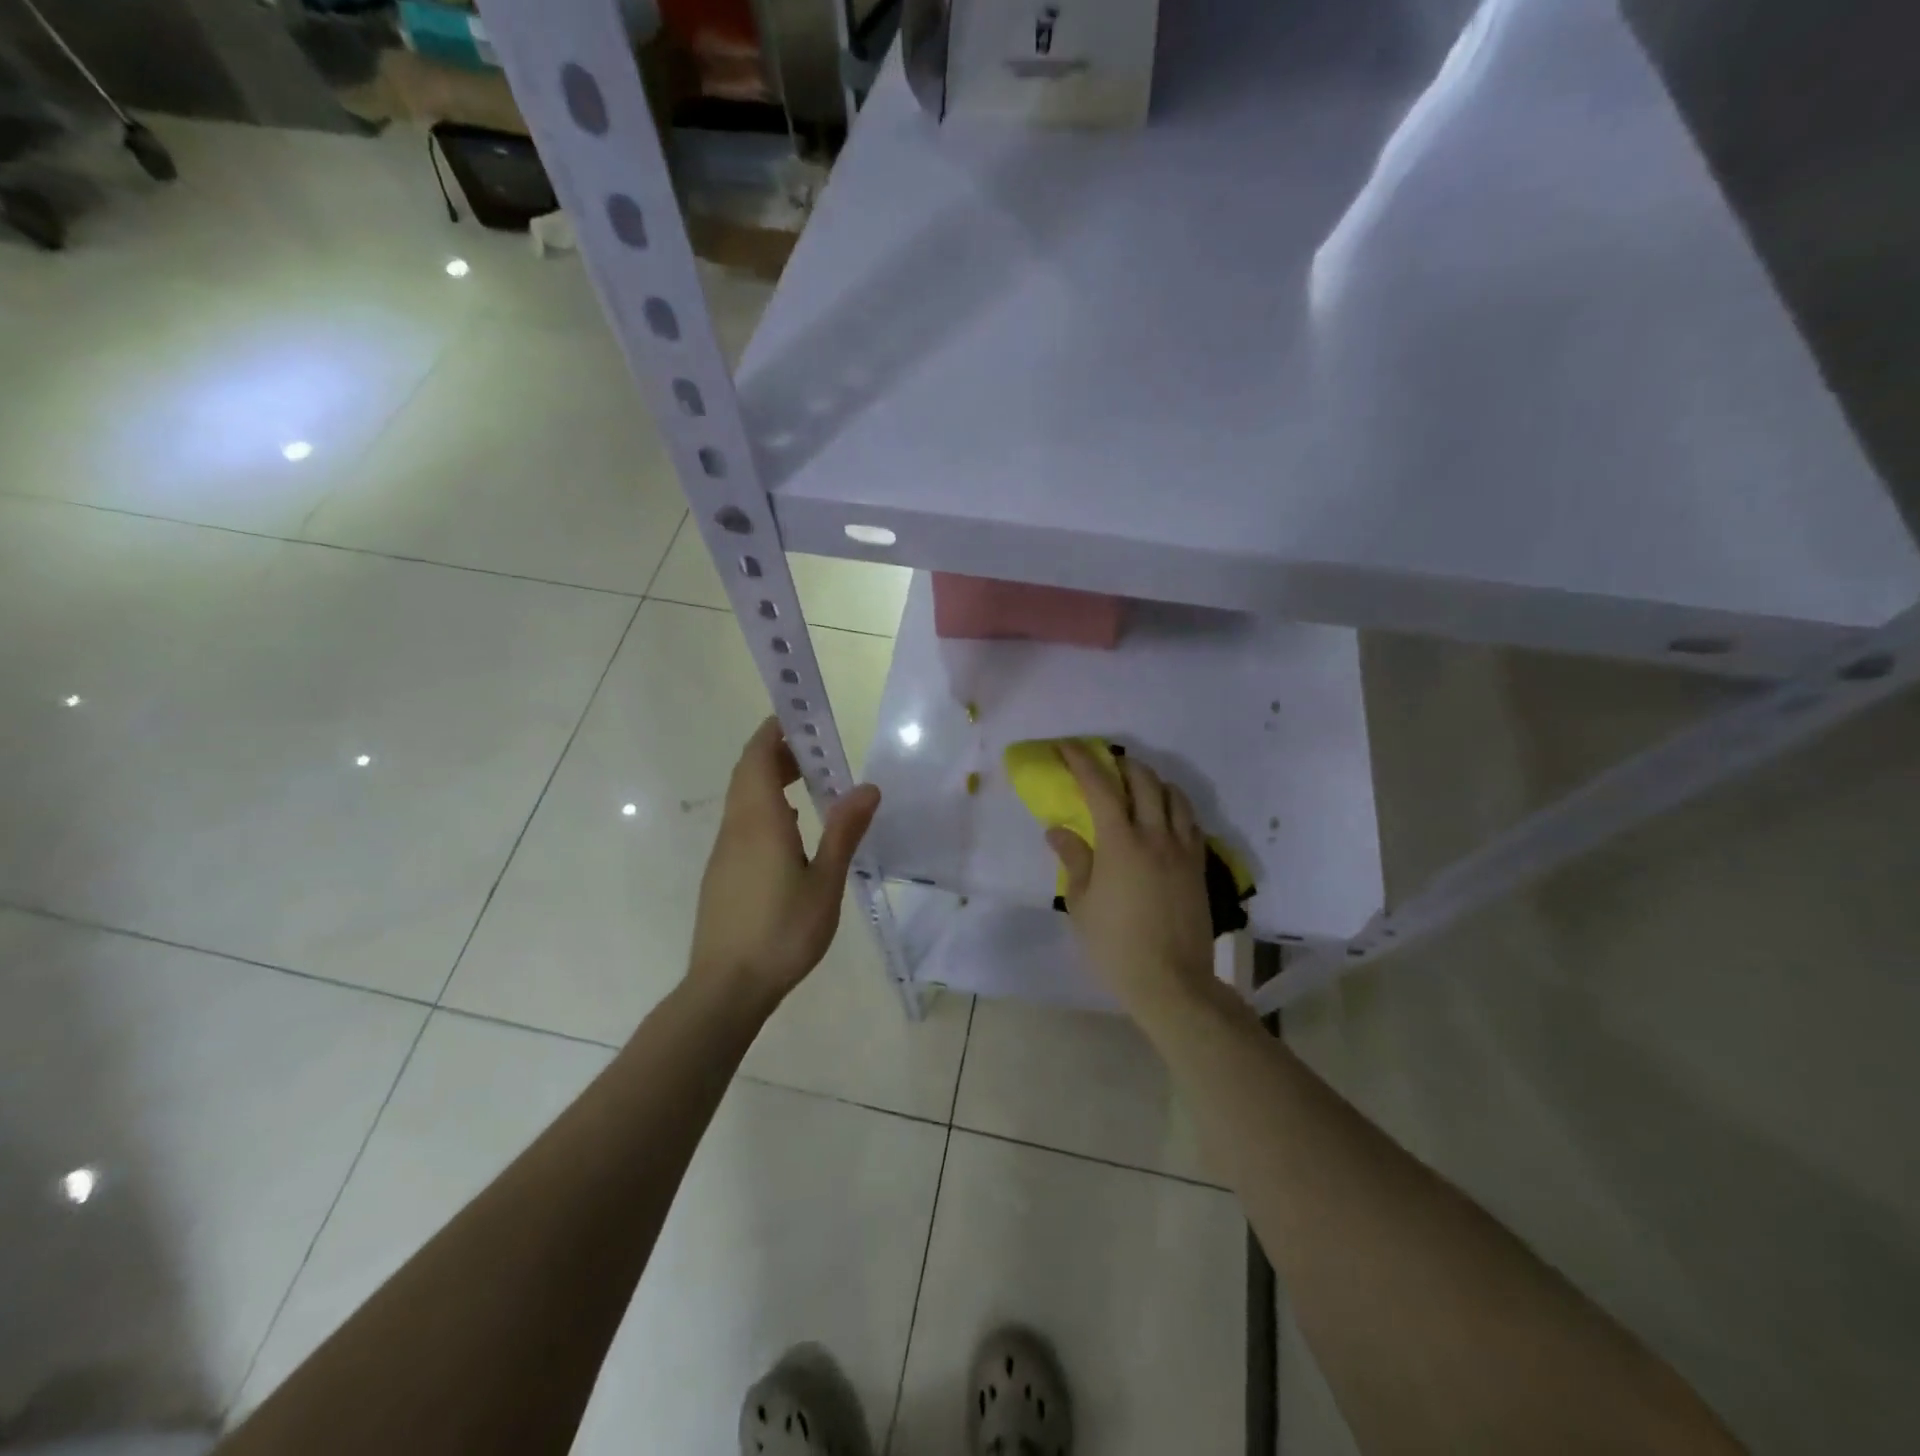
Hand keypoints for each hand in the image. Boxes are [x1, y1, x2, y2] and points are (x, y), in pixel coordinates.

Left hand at [689, 718, 881, 1007]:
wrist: (727, 987)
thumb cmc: (781, 933)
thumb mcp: (825, 883)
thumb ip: (844, 832)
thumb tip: (867, 787)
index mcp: (759, 822)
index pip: (757, 758)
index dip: (773, 731)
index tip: (799, 716)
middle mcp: (736, 828)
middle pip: (748, 774)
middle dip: (776, 752)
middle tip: (815, 750)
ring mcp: (724, 852)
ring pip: (742, 799)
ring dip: (769, 779)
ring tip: (808, 782)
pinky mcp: (722, 873)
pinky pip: (742, 823)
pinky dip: (764, 807)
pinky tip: (791, 829)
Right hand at [1046, 742, 1217, 1024]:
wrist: (1171, 982)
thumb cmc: (1115, 945)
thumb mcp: (1081, 904)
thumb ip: (1073, 859)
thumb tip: (1058, 830)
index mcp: (1121, 842)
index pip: (1100, 786)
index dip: (1082, 760)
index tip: (1067, 747)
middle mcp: (1156, 835)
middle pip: (1144, 780)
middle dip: (1121, 764)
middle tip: (1104, 765)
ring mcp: (1183, 849)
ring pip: (1174, 796)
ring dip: (1152, 781)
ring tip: (1136, 787)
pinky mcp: (1200, 866)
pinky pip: (1190, 822)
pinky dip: (1174, 807)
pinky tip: (1164, 818)